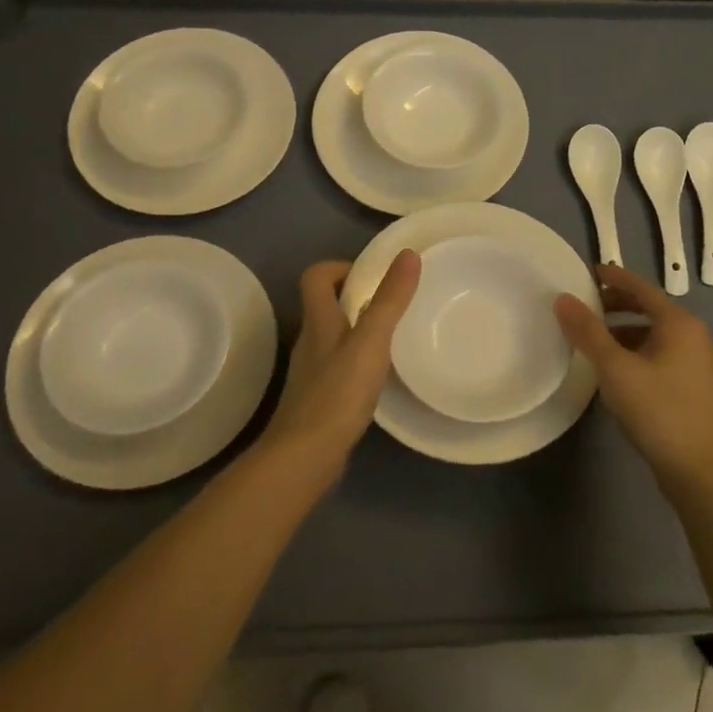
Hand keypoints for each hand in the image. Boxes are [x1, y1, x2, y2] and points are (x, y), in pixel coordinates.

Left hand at [259, 250, 421, 470]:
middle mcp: (310, 341)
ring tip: (392, 338)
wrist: (304, 457)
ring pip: (332, 338)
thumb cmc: (337, 393)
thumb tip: (408, 254)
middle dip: (355, 298)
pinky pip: (338, 368)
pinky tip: (378, 378)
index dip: (340, 267)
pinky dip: (356, 363)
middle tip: (391, 304)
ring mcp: (311, 373)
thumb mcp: (371, 341)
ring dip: (357, 331)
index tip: (372, 276)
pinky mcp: (318, 400)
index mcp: (318, 321)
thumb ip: (390, 299)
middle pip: (324, 305)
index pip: (316, 277)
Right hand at [554, 262, 712, 491]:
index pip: (641, 288)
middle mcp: (696, 336)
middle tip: (586, 309)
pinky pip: (663, 356)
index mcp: (680, 324)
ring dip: (626, 332)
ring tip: (595, 343)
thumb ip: (588, 332)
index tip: (588, 272)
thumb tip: (563, 298)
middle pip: (651, 310)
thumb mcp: (615, 369)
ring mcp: (701, 364)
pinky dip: (638, 353)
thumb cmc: (659, 412)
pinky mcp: (698, 388)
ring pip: (656, 335)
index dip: (614, 277)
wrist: (704, 473)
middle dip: (617, 306)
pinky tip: (619, 373)